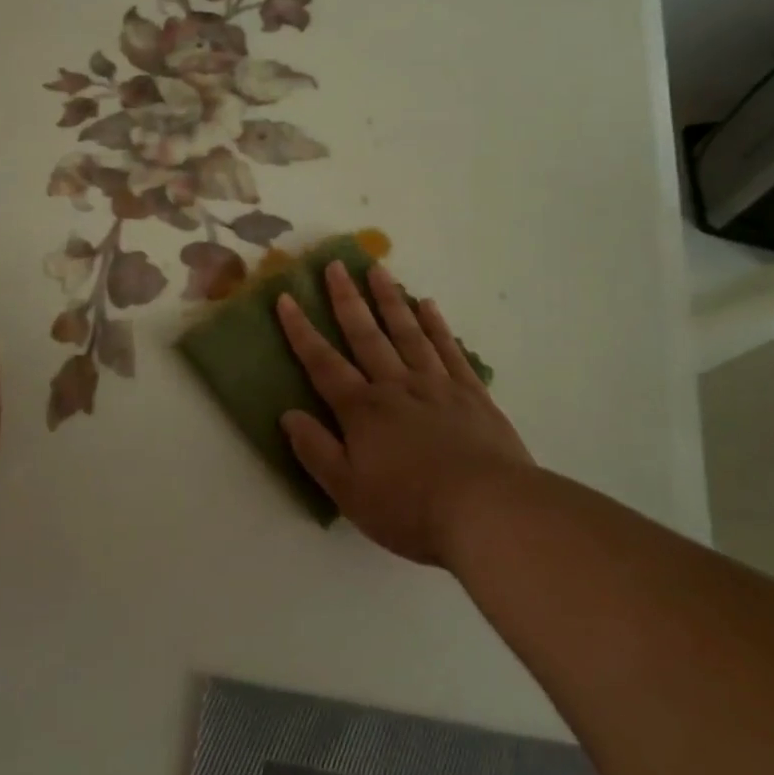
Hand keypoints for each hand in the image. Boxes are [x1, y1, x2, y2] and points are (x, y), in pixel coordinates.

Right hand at [276, 262, 534, 566]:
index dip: (301, 330)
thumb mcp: (349, 491)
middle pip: (366, 335)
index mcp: (363, 410)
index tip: (286, 297)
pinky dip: (437, 325)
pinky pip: (449, 350)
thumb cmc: (410, 507)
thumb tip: (288, 414)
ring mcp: (437, 385)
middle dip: (346, 299)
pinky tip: (428, 305)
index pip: (323, 363)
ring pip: (408, 332)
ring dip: (390, 299)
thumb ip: (316, 450)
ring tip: (377, 270)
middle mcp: (396, 386)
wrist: (487, 510)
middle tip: (335, 264)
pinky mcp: (472, 393)